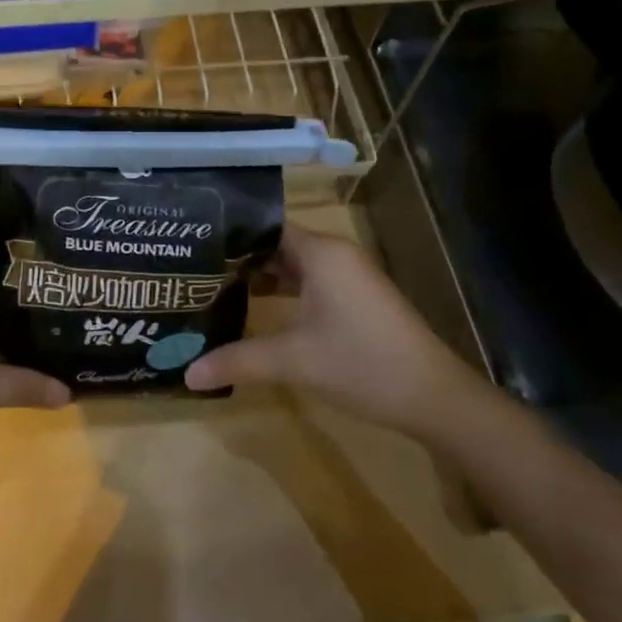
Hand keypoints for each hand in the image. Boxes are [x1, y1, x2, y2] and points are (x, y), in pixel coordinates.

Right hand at [185, 225, 484, 438]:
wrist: (434, 396)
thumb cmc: (362, 363)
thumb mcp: (294, 361)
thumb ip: (239, 360)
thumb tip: (187, 373)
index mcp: (321, 253)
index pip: (264, 226)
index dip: (229, 233)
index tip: (191, 242)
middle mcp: (334, 255)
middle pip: (276, 244)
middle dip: (237, 256)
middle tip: (192, 268)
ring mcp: (348, 276)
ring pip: (293, 264)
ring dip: (259, 276)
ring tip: (214, 286)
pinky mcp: (355, 298)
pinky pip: (309, 281)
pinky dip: (282, 290)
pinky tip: (255, 308)